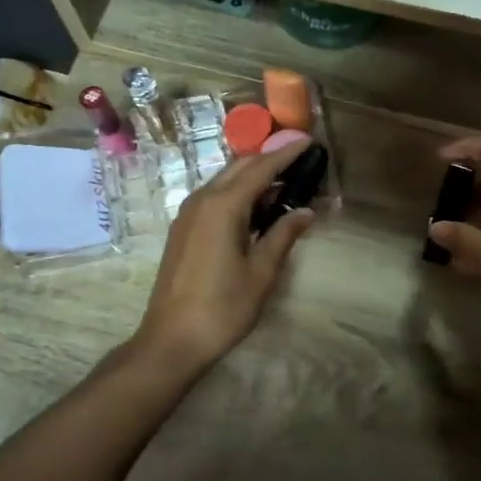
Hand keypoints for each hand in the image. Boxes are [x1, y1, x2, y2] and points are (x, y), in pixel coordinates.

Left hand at [132, 139, 316, 374]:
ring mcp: (188, 214)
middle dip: (271, 160)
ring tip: (286, 184)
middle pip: (241, 167)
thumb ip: (283, 235)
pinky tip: (257, 209)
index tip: (309, 141)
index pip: (261, 168)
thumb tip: (305, 211)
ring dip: (254, 177)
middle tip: (302, 162)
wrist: (171, 340)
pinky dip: (239, 194)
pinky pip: (215, 197)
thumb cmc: (223, 307)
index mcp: (223, 206)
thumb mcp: (262, 272)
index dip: (286, 153)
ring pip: (226, 181)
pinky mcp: (183, 229)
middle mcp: (202, 200)